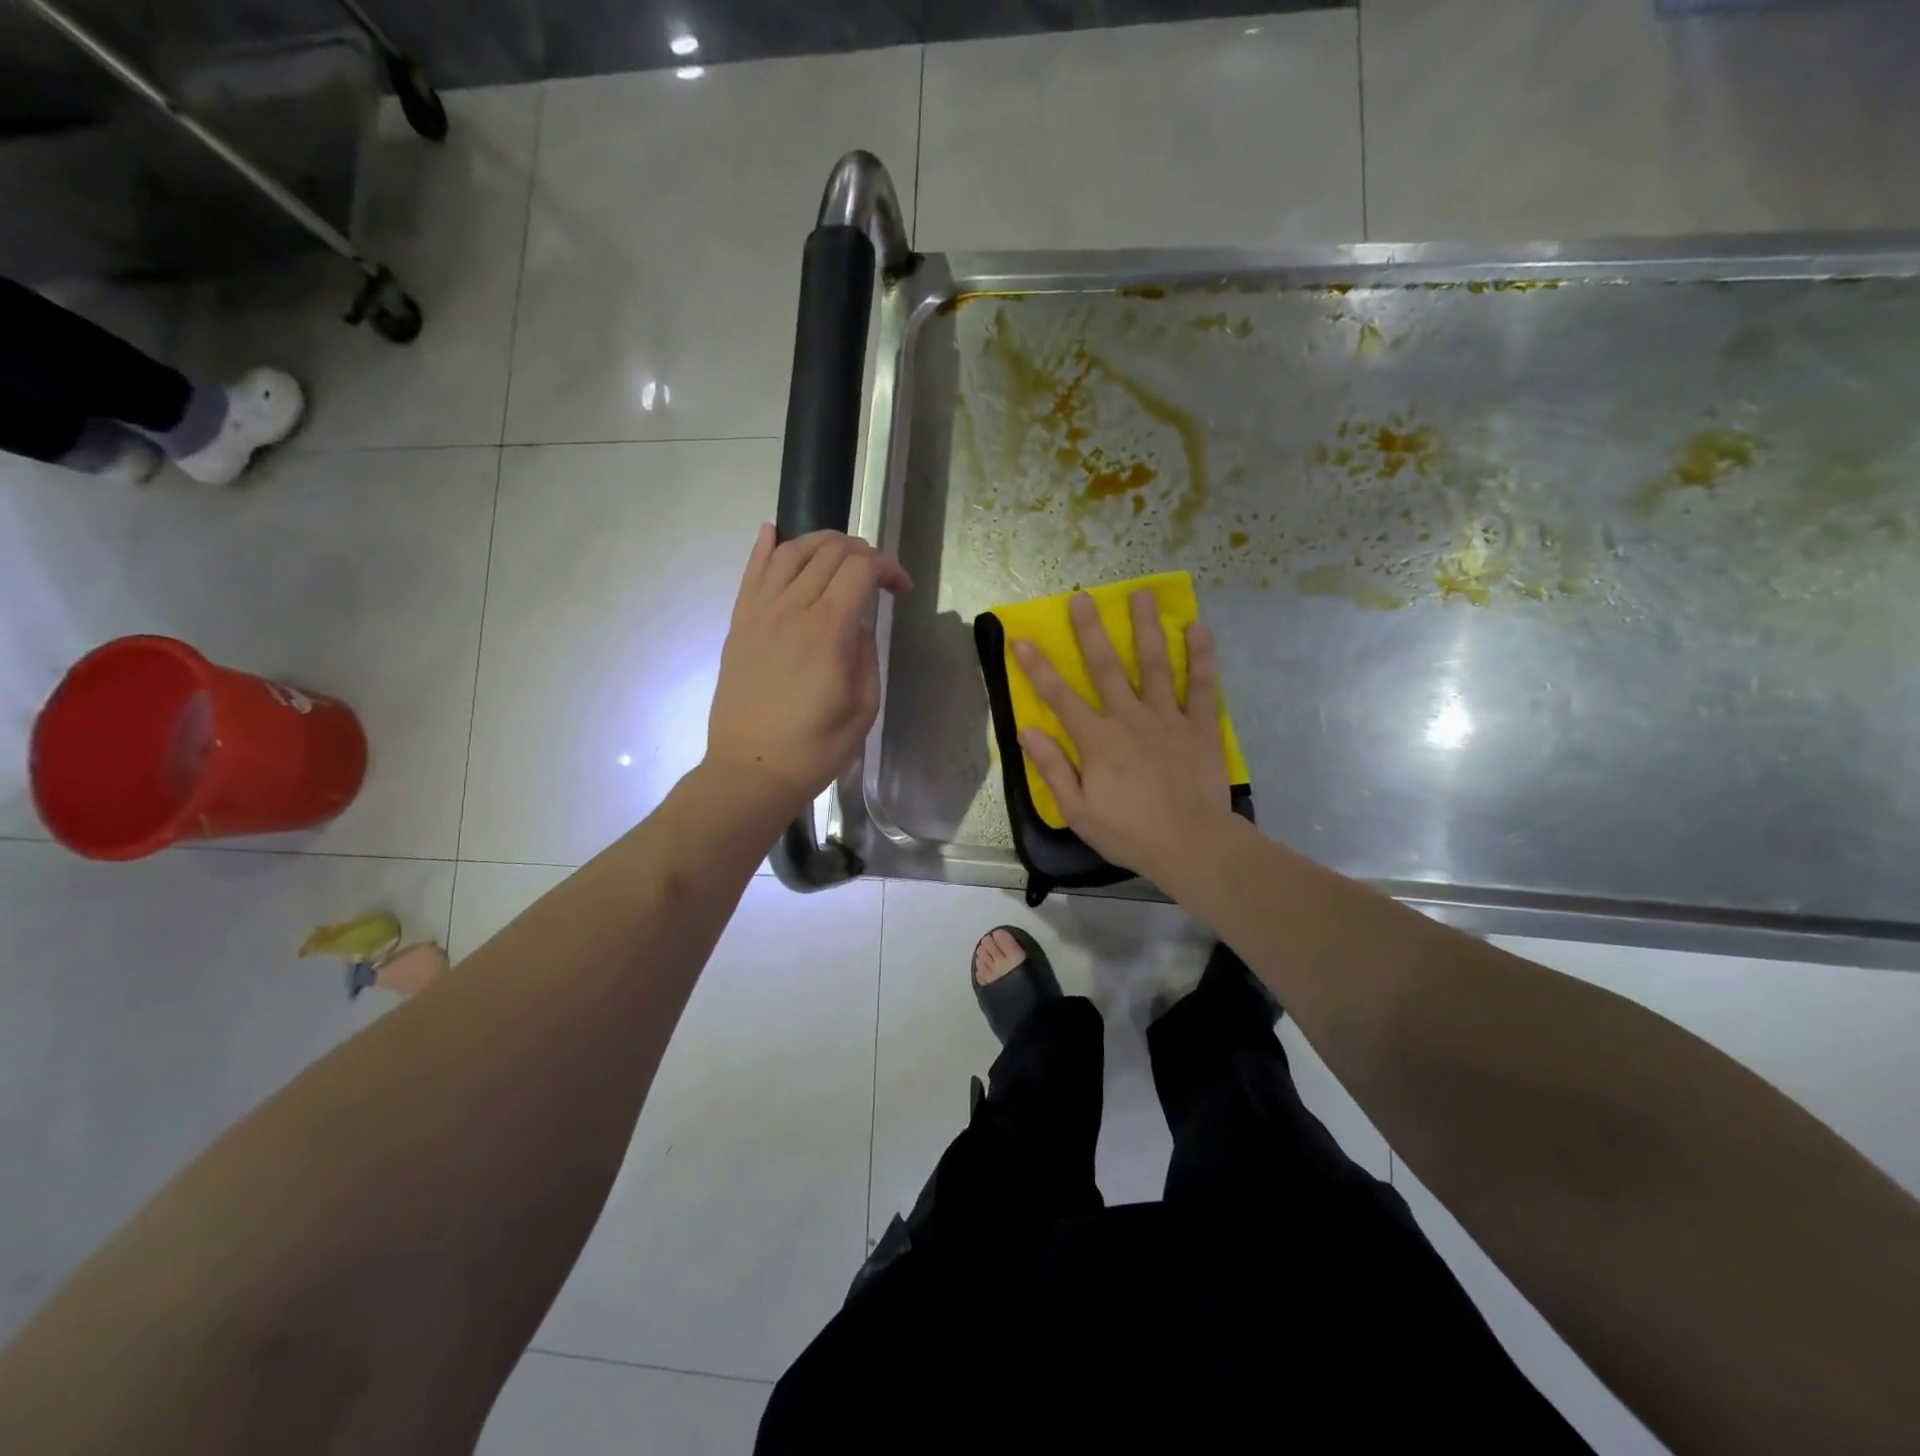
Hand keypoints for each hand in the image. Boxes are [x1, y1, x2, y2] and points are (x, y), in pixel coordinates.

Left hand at [706, 525, 912, 817]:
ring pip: (790, 552)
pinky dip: (765, 547)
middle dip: (862, 552)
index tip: (903, 591)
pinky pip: (752, 573)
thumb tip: (854, 625)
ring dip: (820, 542)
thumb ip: (864, 654)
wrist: (752, 770)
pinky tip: (773, 532)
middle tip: (877, 576)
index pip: (861, 569)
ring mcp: (760, 613)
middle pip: (828, 552)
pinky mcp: (740, 625)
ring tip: (840, 554)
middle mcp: (792, 609)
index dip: (889, 568)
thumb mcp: (863, 706)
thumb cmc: (815, 747)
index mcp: (828, 629)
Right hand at [1014, 590, 1231, 881]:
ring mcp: (1167, 719)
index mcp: (1097, 740)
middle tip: (1083, 596)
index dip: (1038, 667)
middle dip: (1091, 631)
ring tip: (1141, 594)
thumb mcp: (1077, 810)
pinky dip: (1200, 656)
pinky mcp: (1199, 727)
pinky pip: (1201, 686)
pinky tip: (1197, 628)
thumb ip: (1053, 768)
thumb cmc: (1128, 832)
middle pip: (1106, 667)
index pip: (1060, 697)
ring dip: (1145, 628)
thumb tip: (1026, 730)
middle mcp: (1129, 718)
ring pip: (1154, 665)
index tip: (1022, 638)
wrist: (1190, 844)